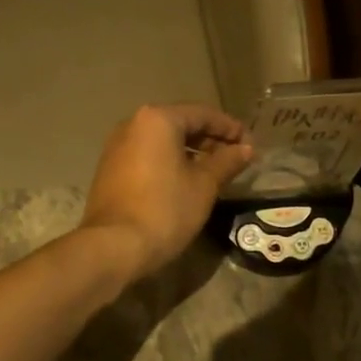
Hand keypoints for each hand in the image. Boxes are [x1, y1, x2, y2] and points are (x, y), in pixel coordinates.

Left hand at [79, 105, 252, 279]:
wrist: (114, 246)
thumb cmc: (165, 209)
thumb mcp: (204, 185)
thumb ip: (227, 161)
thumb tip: (246, 148)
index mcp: (158, 119)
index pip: (203, 114)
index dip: (230, 128)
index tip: (250, 145)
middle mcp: (133, 124)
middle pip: (181, 123)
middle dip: (210, 139)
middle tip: (235, 158)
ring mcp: (117, 146)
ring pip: (163, 140)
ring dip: (190, 151)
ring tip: (214, 171)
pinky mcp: (110, 168)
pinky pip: (147, 154)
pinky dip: (169, 161)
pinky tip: (185, 180)